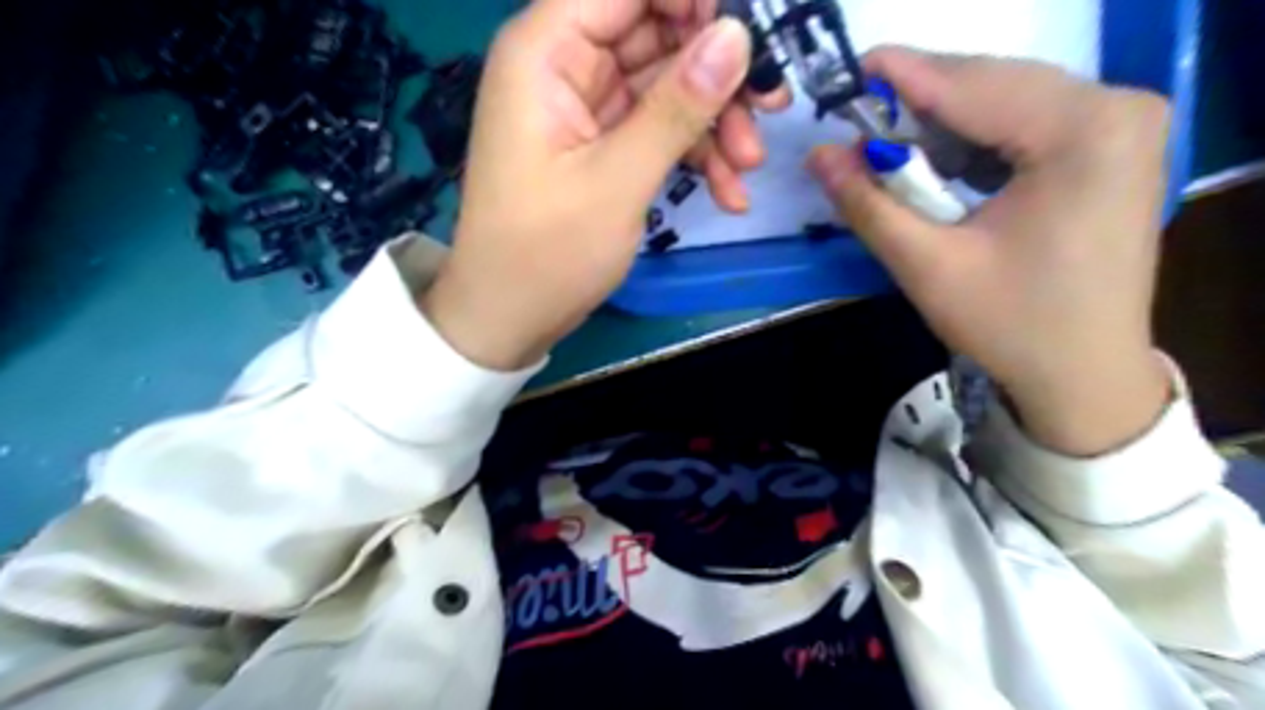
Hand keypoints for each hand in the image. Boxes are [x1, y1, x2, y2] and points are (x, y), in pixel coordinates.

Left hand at [418, 0, 787, 371]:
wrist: (510, 317)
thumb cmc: (547, 252)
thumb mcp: (617, 180)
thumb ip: (676, 107)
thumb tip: (736, 36)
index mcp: (546, 52)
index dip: (691, 1)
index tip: (747, 35)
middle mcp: (564, 67)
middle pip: (655, 34)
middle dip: (715, 73)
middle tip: (770, 108)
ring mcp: (585, 109)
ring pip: (665, 87)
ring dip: (712, 122)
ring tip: (746, 168)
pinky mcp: (601, 147)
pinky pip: (657, 129)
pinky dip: (693, 153)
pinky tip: (726, 191)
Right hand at [810, 49, 1176, 454]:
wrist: (1084, 376)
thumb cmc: (1010, 325)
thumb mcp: (927, 265)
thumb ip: (868, 203)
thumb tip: (819, 155)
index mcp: (1084, 131)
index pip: (973, 86)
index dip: (902, 75)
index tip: (849, 69)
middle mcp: (1117, 108)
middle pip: (994, 84)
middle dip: (921, 101)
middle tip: (858, 118)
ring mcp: (1122, 126)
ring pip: (1009, 100)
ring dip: (944, 122)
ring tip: (888, 144)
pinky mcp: (1112, 149)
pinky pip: (1028, 123)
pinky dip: (974, 138)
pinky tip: (938, 163)